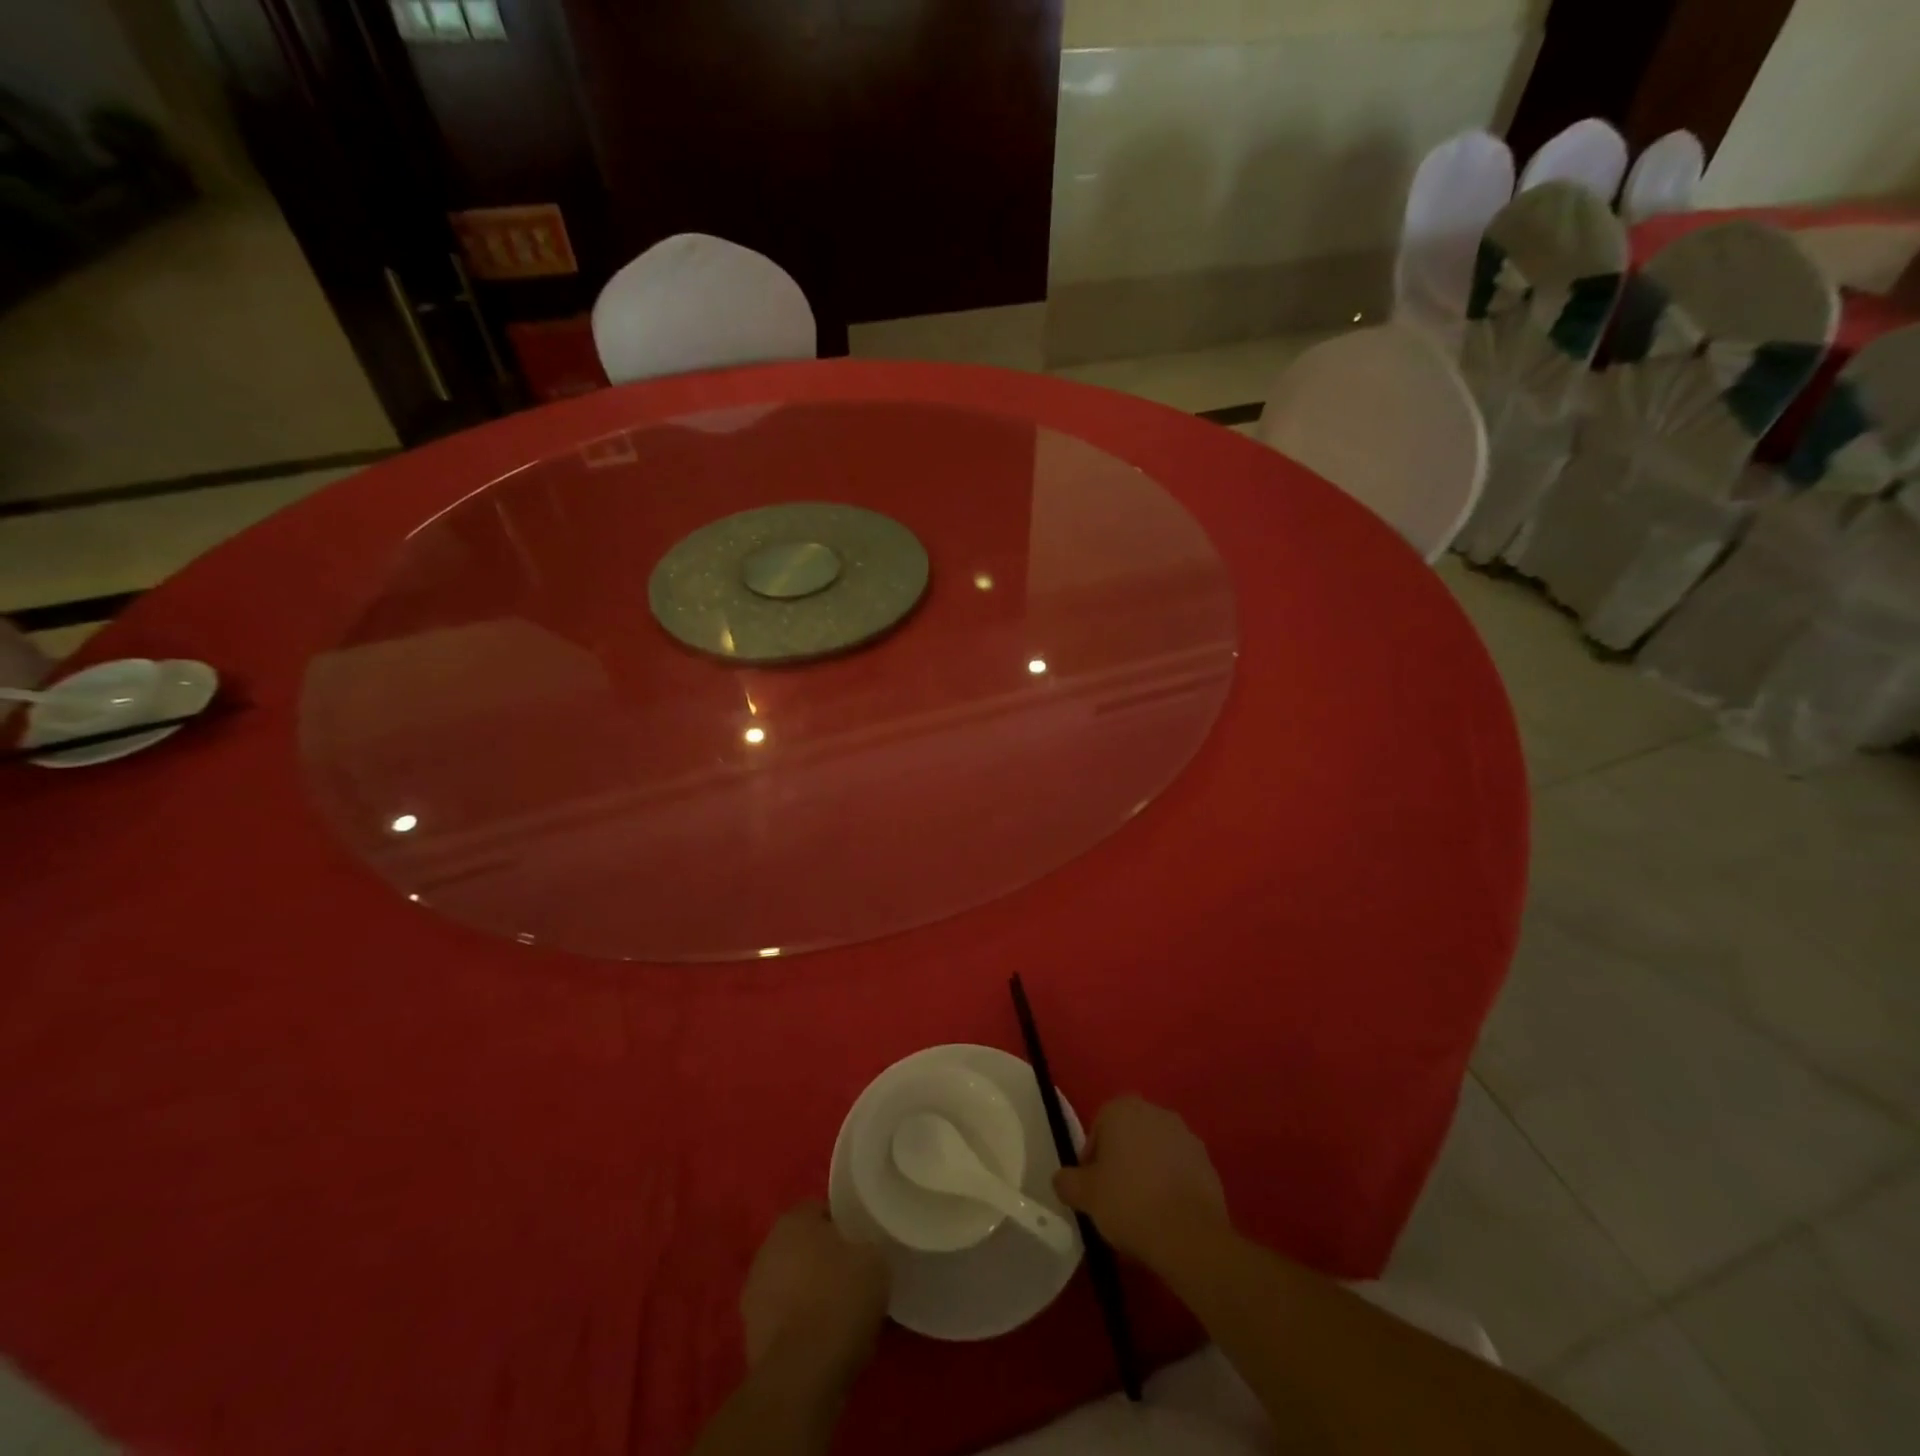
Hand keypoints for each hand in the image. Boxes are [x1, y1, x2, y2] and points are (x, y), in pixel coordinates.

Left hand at [741, 1204, 890, 1384]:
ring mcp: (753, 1295)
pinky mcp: (750, 1337)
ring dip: (808, 1294)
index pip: (820, 1210)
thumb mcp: (875, 1261)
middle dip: (822, 1260)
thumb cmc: (840, 1299)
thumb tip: (862, 1253)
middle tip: (851, 1278)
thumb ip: (866, 1247)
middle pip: (801, 1247)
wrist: (801, 1375)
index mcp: (793, 1220)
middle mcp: (766, 1249)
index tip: (861, 1246)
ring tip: (838, 1315)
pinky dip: (799, 1326)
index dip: (843, 1227)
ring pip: (790, 1284)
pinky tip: (822, 1342)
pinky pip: (783, 1320)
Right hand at [1053, 1096, 1229, 1267]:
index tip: (1092, 1190)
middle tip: (1114, 1199)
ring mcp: (1185, 1135)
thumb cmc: (1129, 1203)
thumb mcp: (1085, 1195)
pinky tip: (1166, 1215)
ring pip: (1155, 1152)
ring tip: (1142, 1211)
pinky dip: (1171, 1185)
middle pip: (1128, 1137)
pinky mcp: (1207, 1161)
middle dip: (1121, 1162)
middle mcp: (1155, 1111)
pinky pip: (1179, 1170)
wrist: (1190, 1235)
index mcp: (1122, 1109)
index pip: (1098, 1129)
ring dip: (1147, 1173)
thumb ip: (1067, 1181)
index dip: (1092, 1160)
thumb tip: (1061, 1179)